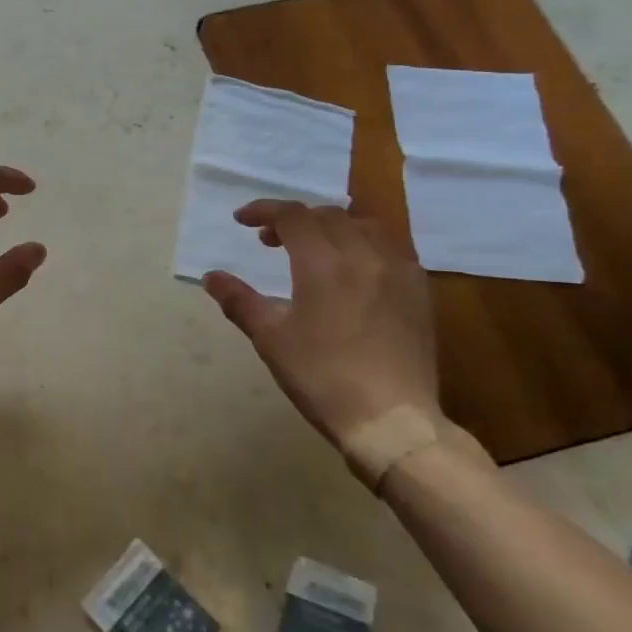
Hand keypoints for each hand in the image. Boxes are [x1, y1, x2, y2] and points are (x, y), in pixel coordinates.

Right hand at [202, 202, 437, 447]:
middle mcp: (364, 255)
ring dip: (332, 226)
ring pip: (364, 225)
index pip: (292, 216)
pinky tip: (355, 268)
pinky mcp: (419, 291)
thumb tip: (212, 277)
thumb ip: (239, 301)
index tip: (242, 220)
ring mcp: (398, 271)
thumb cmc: (322, 377)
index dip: (264, 211)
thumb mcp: (271, 339)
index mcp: (324, 263)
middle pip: (327, 216)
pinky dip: (364, 242)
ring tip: (315, 248)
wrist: (392, 421)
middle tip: (270, 241)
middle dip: (294, 220)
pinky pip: (391, 247)